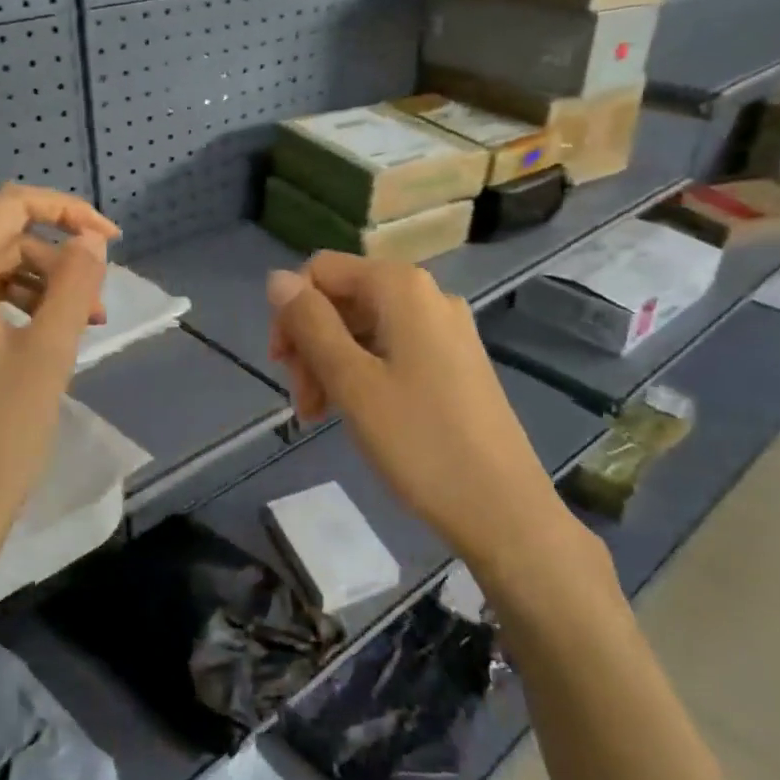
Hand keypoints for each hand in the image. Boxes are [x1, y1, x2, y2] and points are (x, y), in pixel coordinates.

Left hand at [0, 184, 117, 562]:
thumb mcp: (50, 350)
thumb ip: (75, 283)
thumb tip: (90, 238)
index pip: (11, 207)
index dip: (67, 212)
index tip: (113, 241)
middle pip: (5, 244)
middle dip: (60, 263)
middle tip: (100, 307)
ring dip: (46, 290)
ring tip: (85, 329)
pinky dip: (22, 313)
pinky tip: (49, 344)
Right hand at [267, 253, 569, 565]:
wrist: (502, 509)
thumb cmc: (420, 442)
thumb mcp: (352, 382)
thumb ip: (311, 324)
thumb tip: (277, 278)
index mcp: (402, 287)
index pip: (322, 270)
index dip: (291, 312)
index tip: (282, 366)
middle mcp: (427, 296)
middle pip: (344, 298)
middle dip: (311, 342)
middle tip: (304, 402)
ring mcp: (446, 330)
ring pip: (365, 327)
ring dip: (332, 363)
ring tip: (320, 415)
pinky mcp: (455, 362)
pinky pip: (393, 349)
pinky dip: (363, 373)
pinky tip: (355, 413)